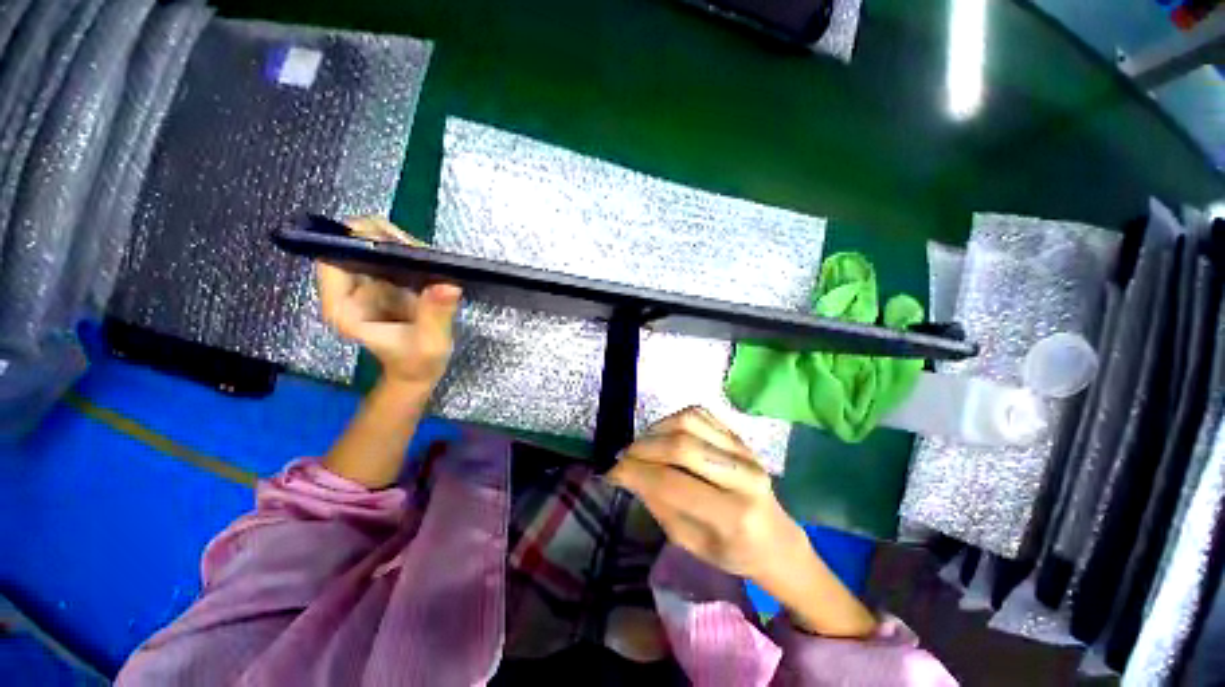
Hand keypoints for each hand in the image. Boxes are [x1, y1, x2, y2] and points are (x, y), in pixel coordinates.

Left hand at [316, 217, 461, 386]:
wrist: (419, 372)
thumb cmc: (418, 364)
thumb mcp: (430, 344)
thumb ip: (435, 315)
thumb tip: (449, 284)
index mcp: (344, 307)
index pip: (332, 258)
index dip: (356, 240)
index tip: (395, 242)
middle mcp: (350, 290)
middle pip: (354, 245)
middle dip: (386, 239)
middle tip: (422, 251)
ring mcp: (368, 285)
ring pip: (375, 247)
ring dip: (403, 245)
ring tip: (431, 259)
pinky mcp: (386, 284)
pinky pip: (393, 257)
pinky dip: (412, 254)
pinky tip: (432, 264)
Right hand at [607, 407, 802, 581]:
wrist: (776, 538)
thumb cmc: (732, 551)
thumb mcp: (690, 542)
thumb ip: (659, 504)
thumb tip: (628, 473)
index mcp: (733, 516)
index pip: (671, 484)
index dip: (635, 473)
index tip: (612, 471)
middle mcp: (742, 476)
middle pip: (680, 446)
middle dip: (642, 448)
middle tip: (623, 456)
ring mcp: (744, 450)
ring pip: (688, 422)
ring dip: (656, 430)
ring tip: (642, 445)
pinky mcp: (739, 436)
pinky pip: (699, 414)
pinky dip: (672, 420)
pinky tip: (663, 435)